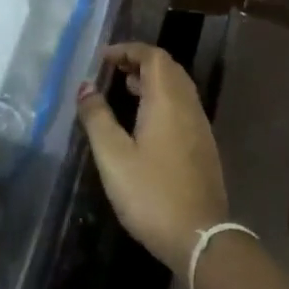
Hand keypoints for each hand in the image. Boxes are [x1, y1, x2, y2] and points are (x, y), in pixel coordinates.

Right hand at [77, 43, 228, 275]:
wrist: (200, 238)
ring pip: (178, 88)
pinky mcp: (203, 147)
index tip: (102, 59)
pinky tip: (145, 122)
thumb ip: (97, 118)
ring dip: (152, 81)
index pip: (153, 56)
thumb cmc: (151, 194)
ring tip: (125, 89)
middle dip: (140, 61)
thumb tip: (86, 86)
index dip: (128, 50)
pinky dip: (162, 100)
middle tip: (112, 70)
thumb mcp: (113, 156)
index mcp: (168, 101)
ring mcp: (200, 127)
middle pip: (168, 68)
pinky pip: (183, 106)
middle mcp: (188, 106)